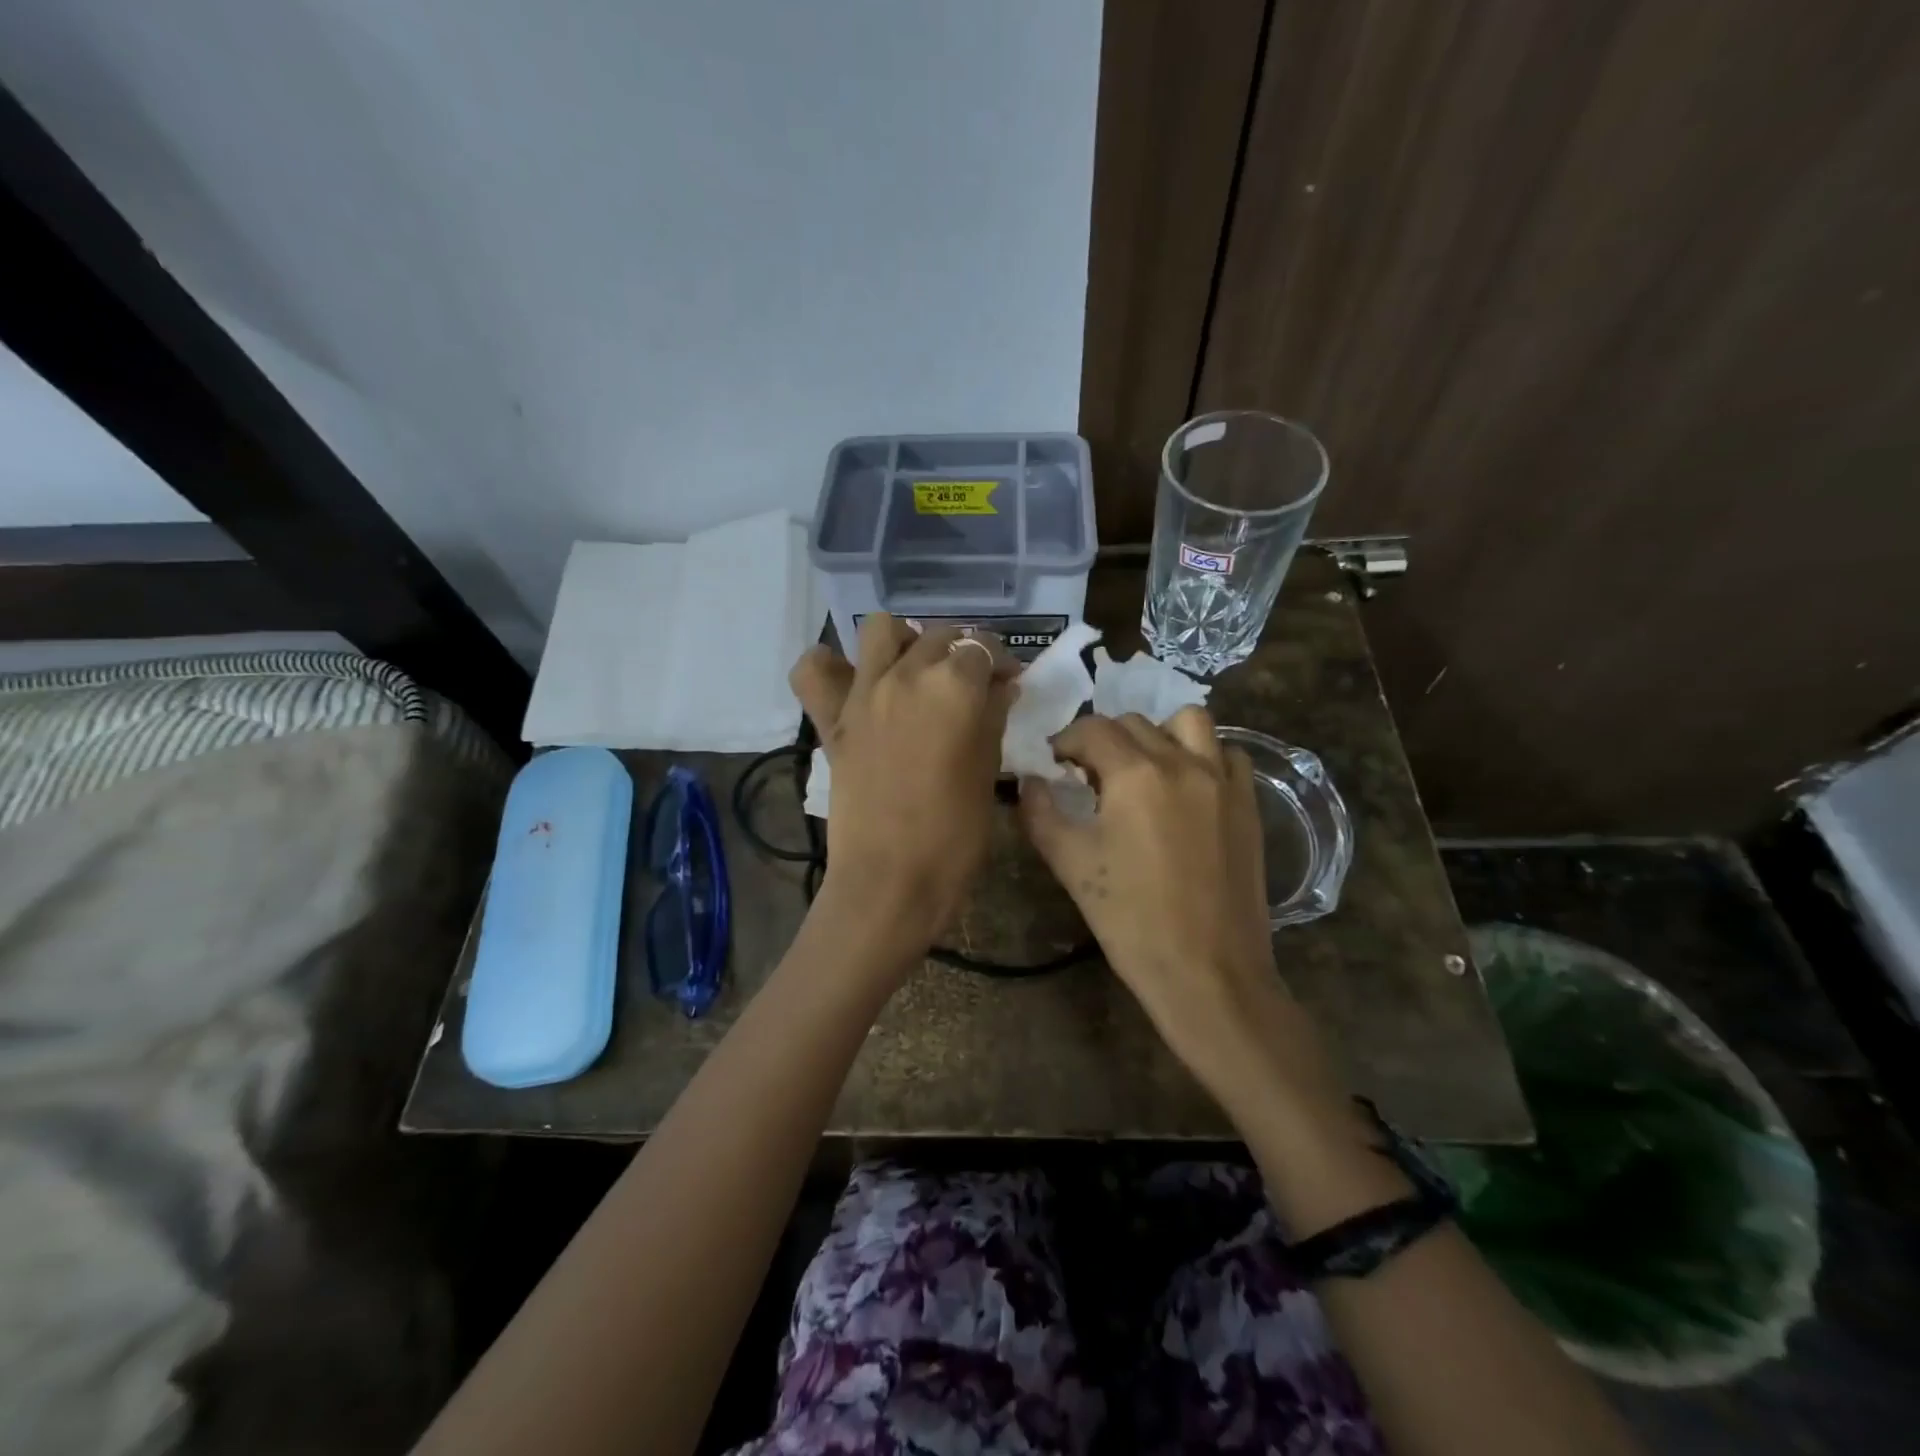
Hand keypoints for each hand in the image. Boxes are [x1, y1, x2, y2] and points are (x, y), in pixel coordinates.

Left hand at [789, 615, 1017, 944]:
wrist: (891, 879)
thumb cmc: (955, 834)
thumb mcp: (987, 770)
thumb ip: (993, 717)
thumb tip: (1000, 688)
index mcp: (954, 686)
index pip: (983, 649)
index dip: (1000, 663)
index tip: (1007, 684)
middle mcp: (907, 674)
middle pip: (939, 637)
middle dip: (960, 654)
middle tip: (970, 687)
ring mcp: (863, 692)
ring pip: (881, 629)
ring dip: (903, 642)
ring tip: (915, 672)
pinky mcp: (832, 719)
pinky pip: (814, 670)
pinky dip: (830, 665)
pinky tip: (852, 682)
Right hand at [1017, 707, 1343, 1107]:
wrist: (1208, 972)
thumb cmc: (1131, 919)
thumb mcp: (1070, 865)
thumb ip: (1040, 813)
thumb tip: (1029, 782)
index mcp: (1135, 774)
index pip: (1092, 729)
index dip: (1065, 741)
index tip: (1054, 763)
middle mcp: (1183, 762)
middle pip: (1135, 723)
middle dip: (1104, 739)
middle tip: (1089, 775)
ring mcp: (1223, 781)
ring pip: (1189, 723)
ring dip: (1158, 734)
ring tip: (1143, 770)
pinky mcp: (1248, 804)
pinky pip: (1227, 755)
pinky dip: (1203, 756)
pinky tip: (1187, 788)